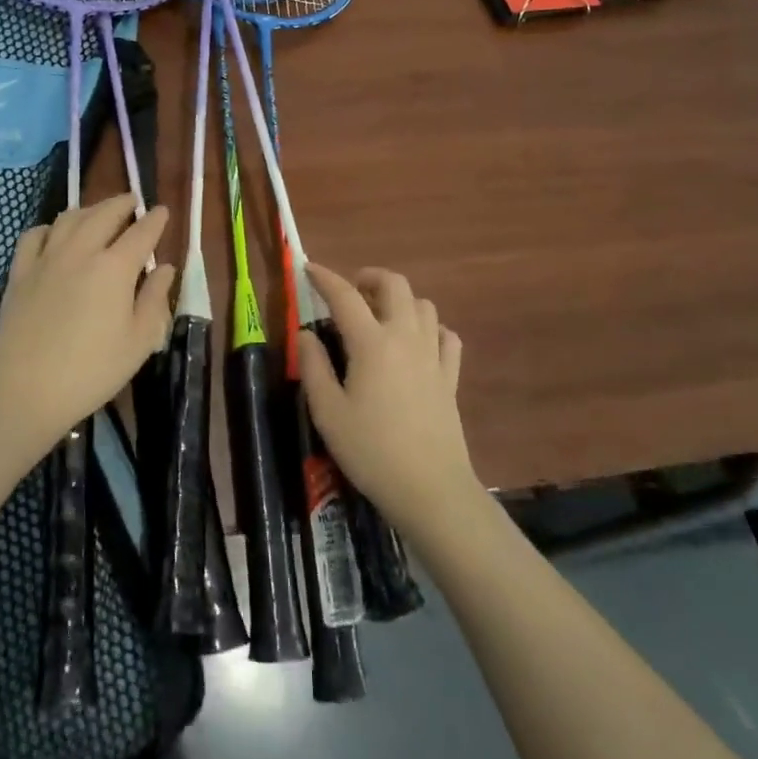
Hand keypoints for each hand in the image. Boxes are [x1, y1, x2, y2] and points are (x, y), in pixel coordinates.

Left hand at [0, 194, 174, 456]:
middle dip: (122, 204)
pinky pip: (34, 236)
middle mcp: (81, 251)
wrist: (25, 391)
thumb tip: (165, 268)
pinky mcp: (19, 273)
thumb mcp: (138, 342)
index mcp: (115, 267)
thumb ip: (154, 300)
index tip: (163, 211)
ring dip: (89, 209)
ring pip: (69, 218)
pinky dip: (50, 227)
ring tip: (99, 213)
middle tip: (132, 201)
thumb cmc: (92, 371)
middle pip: (104, 214)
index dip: (155, 220)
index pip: (141, 232)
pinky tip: (55, 234)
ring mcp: (46, 259)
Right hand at [298, 265, 476, 541]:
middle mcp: (405, 337)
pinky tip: (417, 343)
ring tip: (380, 316)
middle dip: (370, 277)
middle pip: (395, 285)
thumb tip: (306, 334)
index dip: (324, 278)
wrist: (430, 489)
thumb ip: (313, 367)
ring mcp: (433, 355)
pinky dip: (430, 328)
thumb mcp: (327, 412)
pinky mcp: (450, 377)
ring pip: (423, 305)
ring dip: (400, 300)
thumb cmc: (371, 450)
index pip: (345, 295)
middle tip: (351, 290)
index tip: (308, 269)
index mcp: (371, 343)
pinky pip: (446, 336)